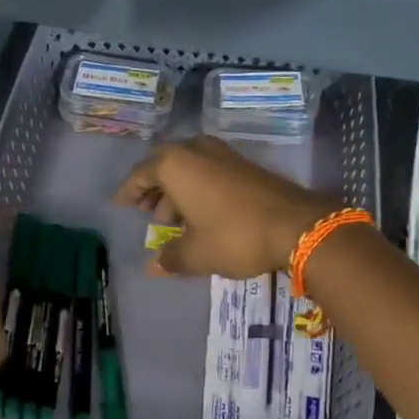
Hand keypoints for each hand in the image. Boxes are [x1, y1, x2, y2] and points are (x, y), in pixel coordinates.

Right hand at [113, 136, 340, 278]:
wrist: (297, 225)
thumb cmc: (235, 236)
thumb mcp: (197, 254)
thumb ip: (171, 258)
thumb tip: (153, 267)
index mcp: (175, 165)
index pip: (141, 174)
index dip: (129, 191)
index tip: (120, 205)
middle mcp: (196, 151)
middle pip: (164, 164)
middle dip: (153, 187)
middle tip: (148, 211)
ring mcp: (223, 154)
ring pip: (189, 166)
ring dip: (177, 188)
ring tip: (175, 220)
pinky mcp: (244, 164)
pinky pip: (209, 170)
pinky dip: (198, 186)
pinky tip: (203, 213)